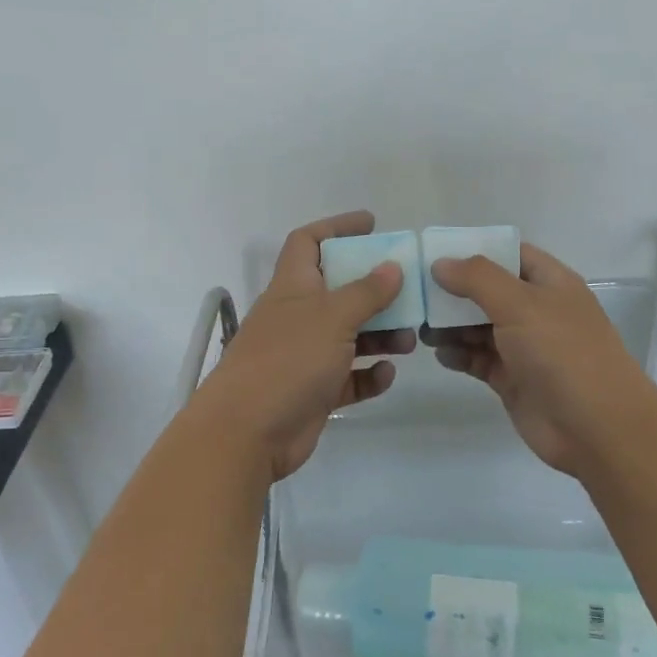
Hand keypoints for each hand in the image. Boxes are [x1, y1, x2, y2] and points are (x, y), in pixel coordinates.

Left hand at [188, 212, 416, 482]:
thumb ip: (366, 291)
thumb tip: (392, 266)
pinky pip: (348, 377)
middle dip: (375, 291)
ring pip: (349, 336)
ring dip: (380, 335)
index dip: (337, 227)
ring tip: (409, 341)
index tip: (371, 224)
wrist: (247, 432)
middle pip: (339, 291)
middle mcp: (297, 316)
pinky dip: (368, 374)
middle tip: (409, 294)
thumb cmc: (288, 359)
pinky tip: (386, 375)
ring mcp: (304, 355)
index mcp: (293, 286)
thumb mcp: (333, 317)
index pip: (308, 242)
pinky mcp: (313, 391)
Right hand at [422, 242, 656, 479]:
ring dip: (451, 325)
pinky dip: (459, 355)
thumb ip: (478, 279)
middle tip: (414, 294)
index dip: (474, 251)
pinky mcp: (513, 380)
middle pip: (488, 292)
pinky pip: (479, 359)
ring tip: (420, 328)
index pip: (509, 254)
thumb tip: (441, 263)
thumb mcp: (520, 304)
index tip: (434, 254)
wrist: (596, 428)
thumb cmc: (562, 353)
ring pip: (479, 327)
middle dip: (453, 292)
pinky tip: (441, 354)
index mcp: (549, 283)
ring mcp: (525, 347)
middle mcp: (537, 311)